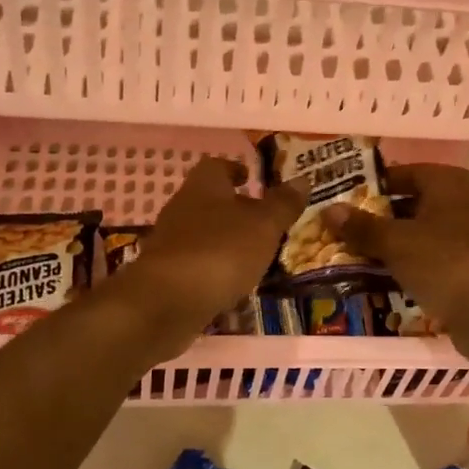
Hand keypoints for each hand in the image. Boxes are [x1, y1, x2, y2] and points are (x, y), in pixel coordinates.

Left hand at [111, 157, 306, 355]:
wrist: (165, 303)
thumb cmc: (220, 252)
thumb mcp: (263, 226)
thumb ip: (283, 204)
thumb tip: (303, 179)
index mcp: (204, 186)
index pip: (217, 166)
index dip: (236, 170)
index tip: (252, 179)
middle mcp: (181, 208)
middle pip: (209, 201)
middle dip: (235, 210)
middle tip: (264, 223)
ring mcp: (169, 243)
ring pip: (203, 235)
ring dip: (226, 243)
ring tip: (255, 259)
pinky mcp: (165, 276)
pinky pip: (196, 266)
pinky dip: (214, 271)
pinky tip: (232, 287)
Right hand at [322, 163, 468, 367]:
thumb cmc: (445, 262)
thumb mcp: (396, 242)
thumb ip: (362, 226)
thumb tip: (329, 211)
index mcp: (448, 182)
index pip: (399, 174)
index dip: (367, 186)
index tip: (336, 200)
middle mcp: (460, 203)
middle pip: (406, 205)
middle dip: (372, 220)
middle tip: (333, 231)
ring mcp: (464, 237)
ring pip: (414, 235)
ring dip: (384, 247)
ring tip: (344, 255)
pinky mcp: (464, 268)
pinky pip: (425, 260)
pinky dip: (401, 267)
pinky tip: (372, 279)